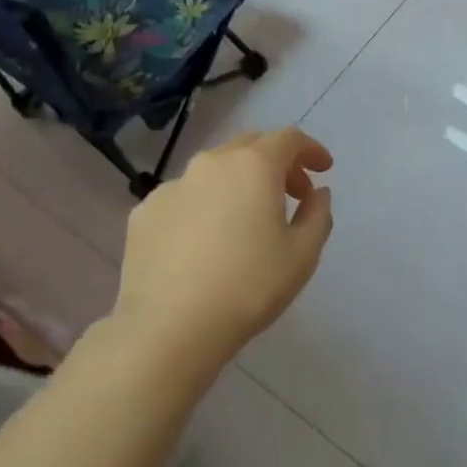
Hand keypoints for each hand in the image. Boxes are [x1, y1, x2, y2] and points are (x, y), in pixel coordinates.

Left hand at [113, 127, 333, 368]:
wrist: (170, 327)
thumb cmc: (249, 287)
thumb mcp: (302, 255)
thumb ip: (317, 215)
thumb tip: (317, 193)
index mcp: (253, 166)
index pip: (289, 139)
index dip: (311, 149)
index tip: (323, 169)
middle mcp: (210, 163)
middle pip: (250, 146)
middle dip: (276, 163)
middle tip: (292, 194)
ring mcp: (172, 186)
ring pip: (213, 171)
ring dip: (238, 183)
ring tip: (247, 219)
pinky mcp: (144, 212)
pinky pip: (184, 197)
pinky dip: (204, 206)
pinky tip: (205, 242)